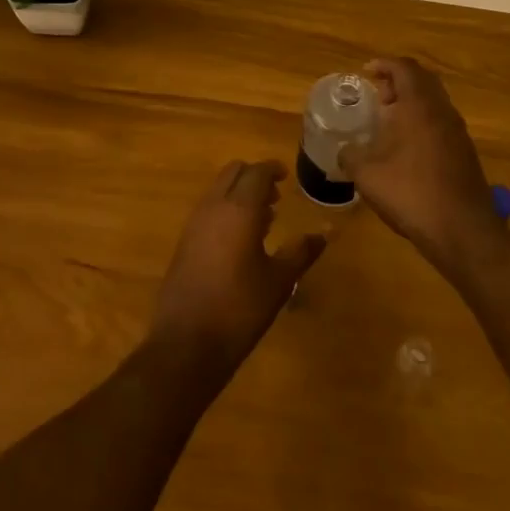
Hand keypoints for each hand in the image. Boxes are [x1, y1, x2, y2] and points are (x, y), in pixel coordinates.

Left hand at [148, 161, 324, 379]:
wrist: (187, 341)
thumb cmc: (240, 308)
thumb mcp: (279, 280)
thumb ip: (301, 251)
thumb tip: (325, 233)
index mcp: (238, 209)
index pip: (256, 172)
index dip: (272, 169)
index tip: (286, 175)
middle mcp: (212, 208)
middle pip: (232, 173)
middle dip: (254, 177)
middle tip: (275, 195)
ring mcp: (194, 224)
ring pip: (217, 191)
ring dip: (238, 194)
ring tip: (264, 219)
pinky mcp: (184, 242)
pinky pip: (208, 211)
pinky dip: (225, 211)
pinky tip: (241, 240)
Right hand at [340, 58, 505, 269]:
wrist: (462, 230)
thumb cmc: (410, 192)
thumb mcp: (366, 174)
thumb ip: (350, 156)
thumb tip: (344, 151)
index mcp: (419, 106)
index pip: (404, 68)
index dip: (384, 65)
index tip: (366, 72)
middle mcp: (442, 111)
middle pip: (423, 81)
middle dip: (399, 82)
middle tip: (377, 96)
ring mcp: (458, 133)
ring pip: (434, 104)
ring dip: (412, 104)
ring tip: (387, 122)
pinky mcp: (465, 154)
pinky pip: (440, 124)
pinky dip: (422, 124)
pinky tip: (405, 149)